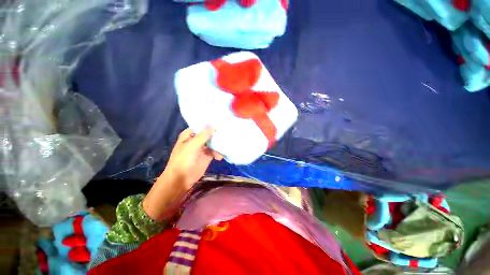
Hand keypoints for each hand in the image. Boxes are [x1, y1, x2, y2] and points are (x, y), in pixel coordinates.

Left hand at [143, 127, 221, 220]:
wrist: (181, 179)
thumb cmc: (183, 160)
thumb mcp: (192, 146)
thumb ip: (203, 136)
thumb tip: (212, 125)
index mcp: (190, 135)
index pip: (201, 126)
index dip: (209, 124)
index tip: (220, 121)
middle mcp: (197, 140)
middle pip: (208, 134)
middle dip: (216, 133)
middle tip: (227, 131)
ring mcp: (203, 148)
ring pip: (213, 142)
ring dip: (219, 144)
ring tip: (226, 145)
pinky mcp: (207, 156)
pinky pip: (215, 152)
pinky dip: (219, 153)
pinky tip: (221, 156)